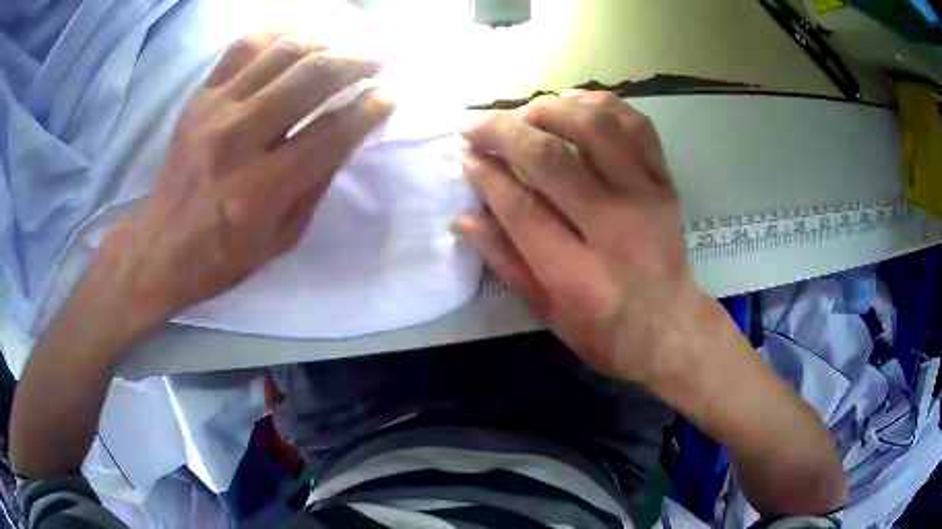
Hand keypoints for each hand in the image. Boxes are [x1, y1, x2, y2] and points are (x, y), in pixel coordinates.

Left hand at [101, 32, 393, 325]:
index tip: (389, 97)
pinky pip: (243, 47)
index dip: (368, 110)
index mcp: (261, 189)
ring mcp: (214, 111)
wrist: (160, 249)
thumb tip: (349, 132)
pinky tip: (298, 38)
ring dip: (324, 44)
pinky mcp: (198, 98)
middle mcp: (237, 139)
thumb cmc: (223, 256)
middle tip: (376, 63)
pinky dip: (277, 34)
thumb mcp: (281, 239)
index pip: (331, 132)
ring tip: (343, 48)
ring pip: (282, 53)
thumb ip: (316, 183)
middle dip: (356, 63)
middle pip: (311, 78)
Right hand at [458, 91, 707, 381]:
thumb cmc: (605, 332)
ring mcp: (647, 198)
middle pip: (552, 159)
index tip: (464, 155)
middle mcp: (616, 228)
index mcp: (578, 276)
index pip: (521, 208)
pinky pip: (636, 125)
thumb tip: (463, 217)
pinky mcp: (666, 182)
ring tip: (523, 113)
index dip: (486, 175)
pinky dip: (601, 104)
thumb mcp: (547, 313)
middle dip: (504, 132)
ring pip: (596, 127)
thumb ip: (505, 261)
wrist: (673, 328)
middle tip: (477, 126)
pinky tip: (574, 104)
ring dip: (550, 108)